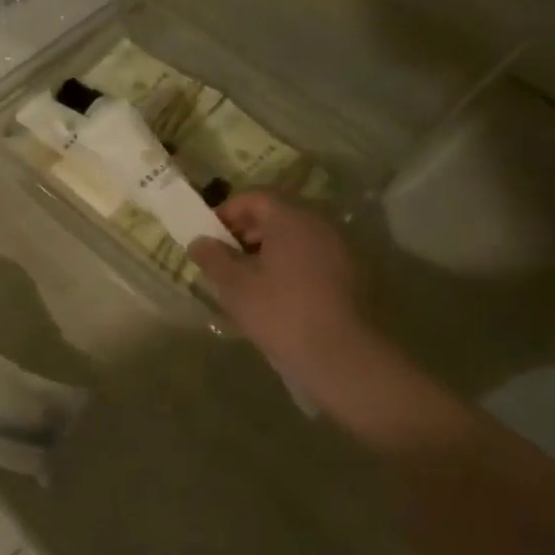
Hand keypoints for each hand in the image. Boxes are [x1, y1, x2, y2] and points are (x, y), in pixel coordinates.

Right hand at [186, 192, 368, 385]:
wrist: (344, 357)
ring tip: (249, 280)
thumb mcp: (235, 286)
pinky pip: (314, 257)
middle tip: (225, 258)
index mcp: (292, 218)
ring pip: (297, 237)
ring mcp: (343, 248)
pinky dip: (292, 265)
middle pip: (278, 214)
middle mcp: (322, 223)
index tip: (208, 236)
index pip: (254, 197)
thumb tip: (199, 242)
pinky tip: (279, 295)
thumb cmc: (282, 313)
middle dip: (247, 231)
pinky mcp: (354, 274)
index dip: (226, 212)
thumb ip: (212, 258)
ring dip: (270, 250)